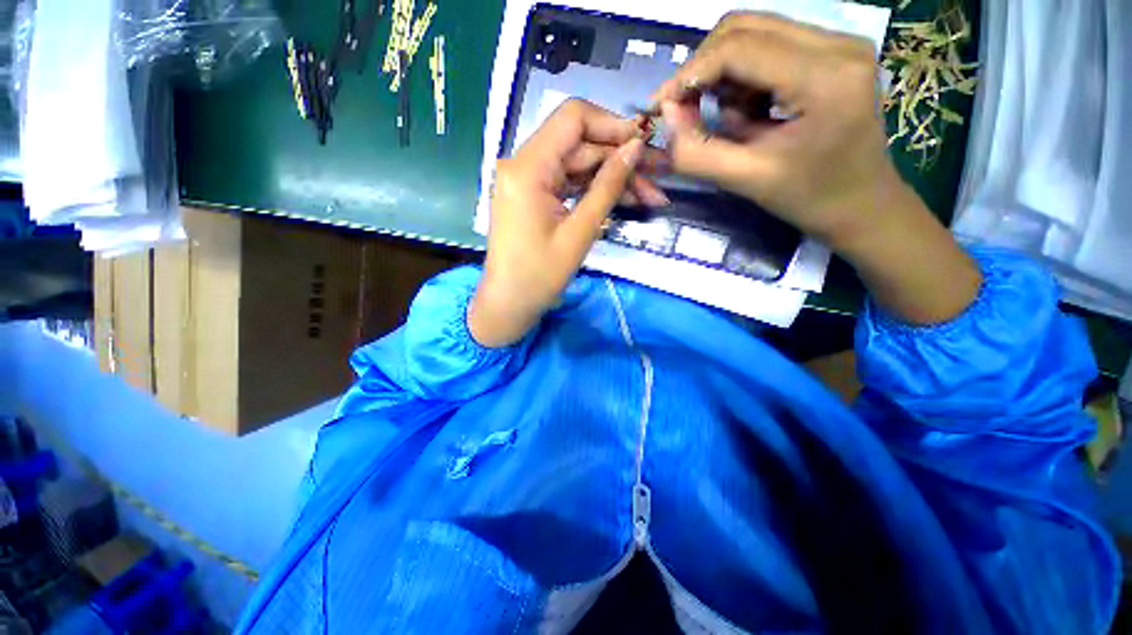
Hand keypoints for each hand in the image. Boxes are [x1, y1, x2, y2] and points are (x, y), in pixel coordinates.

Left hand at [469, 99, 664, 346]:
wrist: (509, 303)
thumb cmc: (540, 276)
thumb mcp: (579, 232)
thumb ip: (608, 187)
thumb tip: (635, 148)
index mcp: (528, 168)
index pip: (573, 118)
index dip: (613, 124)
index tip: (645, 143)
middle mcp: (523, 163)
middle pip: (579, 144)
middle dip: (620, 158)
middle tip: (658, 177)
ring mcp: (527, 179)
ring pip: (577, 164)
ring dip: (612, 177)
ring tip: (650, 196)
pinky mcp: (533, 195)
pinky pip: (568, 182)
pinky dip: (593, 189)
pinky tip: (623, 199)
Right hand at [654, 12, 980, 323]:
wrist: (862, 205)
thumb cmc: (810, 198)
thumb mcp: (746, 181)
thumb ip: (696, 152)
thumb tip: (665, 115)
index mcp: (824, 76)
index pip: (738, 48)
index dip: (689, 74)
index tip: (660, 107)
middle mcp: (836, 43)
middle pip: (744, 28)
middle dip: (704, 70)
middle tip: (686, 113)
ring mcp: (838, 43)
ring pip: (753, 35)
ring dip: (725, 79)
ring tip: (733, 124)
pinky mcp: (833, 52)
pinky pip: (769, 48)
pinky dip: (745, 80)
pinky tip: (752, 114)